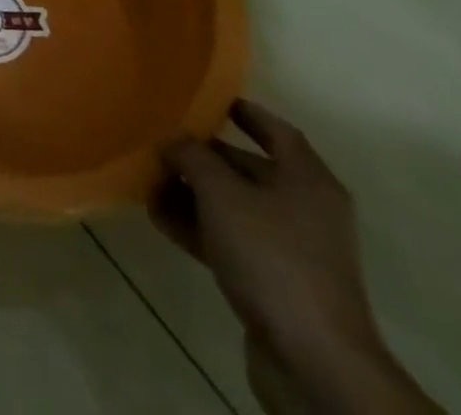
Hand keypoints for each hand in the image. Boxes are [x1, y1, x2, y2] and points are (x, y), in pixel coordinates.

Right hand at [152, 100, 440, 414]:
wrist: (312, 362)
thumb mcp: (222, 194)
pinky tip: (160, 219)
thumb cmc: (272, 257)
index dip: (242, 111)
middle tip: (159, 142)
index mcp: (307, 180)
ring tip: (148, 182)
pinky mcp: (274, 283)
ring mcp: (290, 249)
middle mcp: (304, 209)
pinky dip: (198, 228)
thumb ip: (193, 157)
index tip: (206, 99)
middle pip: (247, 168)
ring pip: (233, 207)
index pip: (275, 130)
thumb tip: (174, 139)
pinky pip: (230, 241)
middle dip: (202, 157)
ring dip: (192, 194)